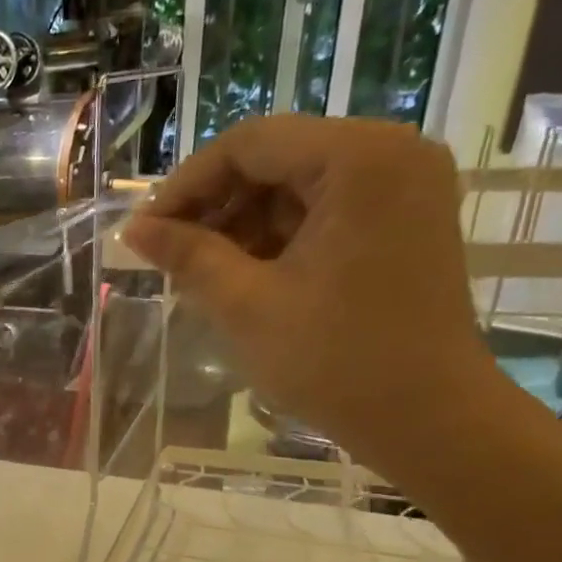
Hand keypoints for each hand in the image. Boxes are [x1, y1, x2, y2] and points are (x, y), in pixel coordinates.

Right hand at [123, 115, 501, 473]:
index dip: (186, 185)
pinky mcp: (405, 219)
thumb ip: (188, 257)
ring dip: (244, 224)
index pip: (250, 143)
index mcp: (358, 159)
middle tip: (170, 256)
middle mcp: (391, 152)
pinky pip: (326, 209)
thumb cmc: (334, 362)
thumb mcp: (247, 306)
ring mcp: (404, 186)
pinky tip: (247, 276)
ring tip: (203, 274)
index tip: (146, 232)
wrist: (428, 418)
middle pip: (277, 158)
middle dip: (216, 206)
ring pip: (298, 185)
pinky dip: (280, 237)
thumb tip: (134, 231)